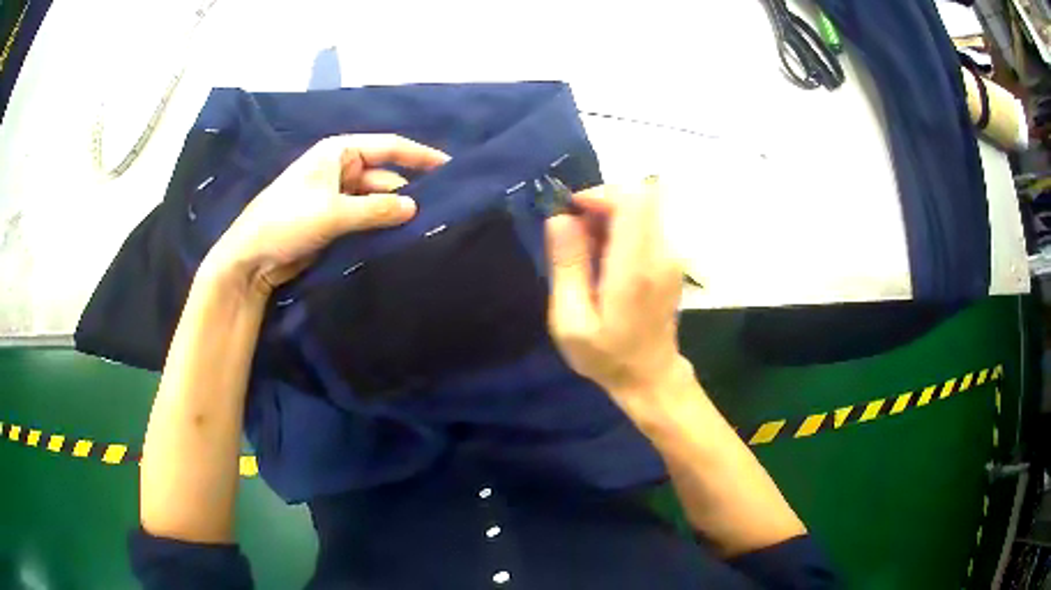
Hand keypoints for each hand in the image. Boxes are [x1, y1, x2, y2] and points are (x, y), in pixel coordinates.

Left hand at [205, 134, 448, 295]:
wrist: (252, 258)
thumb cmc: (286, 221)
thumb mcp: (332, 213)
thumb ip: (376, 209)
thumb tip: (415, 208)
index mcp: (338, 152)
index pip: (388, 147)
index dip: (420, 156)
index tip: (450, 168)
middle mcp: (340, 169)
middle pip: (384, 175)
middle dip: (408, 190)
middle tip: (441, 210)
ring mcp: (337, 196)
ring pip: (375, 199)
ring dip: (394, 212)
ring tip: (425, 227)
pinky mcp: (334, 221)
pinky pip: (365, 218)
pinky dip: (380, 225)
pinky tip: (400, 237)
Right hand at [545, 177, 692, 419]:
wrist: (650, 376)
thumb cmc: (606, 356)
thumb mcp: (570, 322)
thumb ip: (566, 266)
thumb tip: (560, 217)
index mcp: (634, 269)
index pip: (632, 200)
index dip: (600, 194)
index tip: (572, 212)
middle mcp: (660, 254)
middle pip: (639, 196)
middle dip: (601, 203)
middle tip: (576, 234)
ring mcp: (671, 256)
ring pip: (642, 208)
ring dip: (610, 217)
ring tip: (588, 252)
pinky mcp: (671, 259)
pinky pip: (646, 225)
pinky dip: (621, 230)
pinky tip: (606, 261)